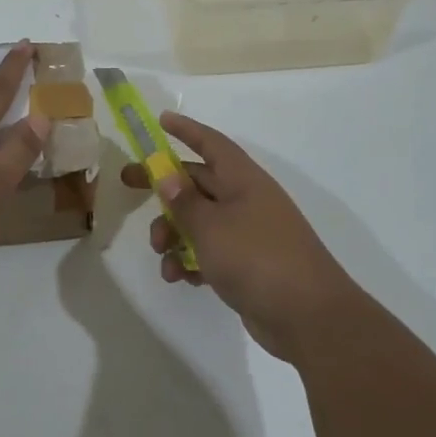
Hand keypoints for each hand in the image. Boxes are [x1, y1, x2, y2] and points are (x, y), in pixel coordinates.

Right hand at [121, 112, 360, 360]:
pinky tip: (180, 278)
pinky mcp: (247, 265)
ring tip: (162, 255)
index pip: (211, 144)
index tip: (160, 121)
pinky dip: (192, 260)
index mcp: (243, 180)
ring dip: (174, 234)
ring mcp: (248, 233)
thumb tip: (167, 176)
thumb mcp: (211, 227)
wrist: (308, 316)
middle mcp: (247, 200)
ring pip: (200, 221)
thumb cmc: (257, 258)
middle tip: (127, 184)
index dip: (186, 130)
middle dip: (164, 187)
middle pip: (198, 182)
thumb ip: (184, 201)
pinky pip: (210, 252)